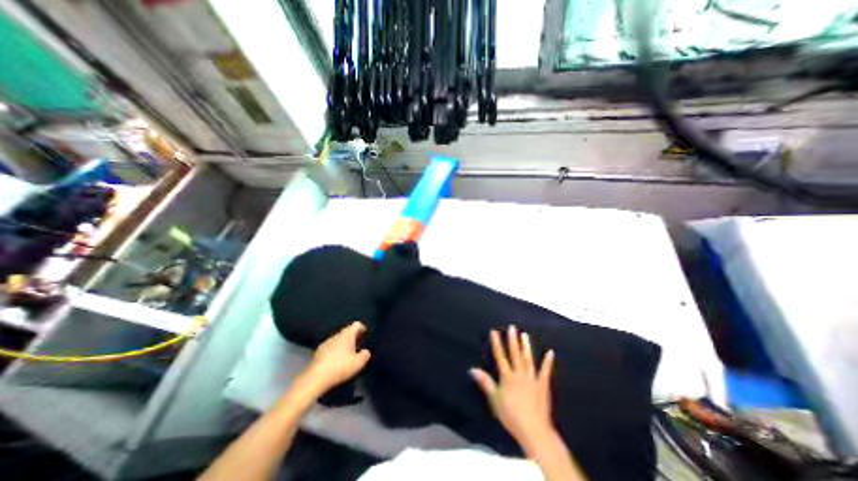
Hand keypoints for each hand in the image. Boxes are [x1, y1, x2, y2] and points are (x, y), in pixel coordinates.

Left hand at [298, 322, 369, 396]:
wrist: (315, 378)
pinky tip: (336, 362)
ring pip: (337, 340)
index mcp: (347, 334)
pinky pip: (330, 348)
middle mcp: (336, 335)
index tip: (365, 334)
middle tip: (358, 346)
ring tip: (347, 355)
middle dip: (352, 337)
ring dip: (343, 345)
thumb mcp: (359, 363)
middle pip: (346, 332)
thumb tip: (365, 352)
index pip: (356, 324)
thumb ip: (365, 355)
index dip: (362, 328)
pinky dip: (334, 352)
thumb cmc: (340, 366)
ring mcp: (325, 343)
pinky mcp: (317, 353)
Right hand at [469, 326, 557, 447]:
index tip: (494, 331)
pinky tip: (550, 352)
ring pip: (528, 359)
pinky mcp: (543, 385)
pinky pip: (545, 372)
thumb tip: (472, 369)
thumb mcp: (494, 399)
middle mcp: (519, 374)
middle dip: (512, 340)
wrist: (533, 429)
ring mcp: (532, 379)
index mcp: (507, 376)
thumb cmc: (510, 415)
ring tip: (524, 335)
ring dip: (526, 347)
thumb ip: (485, 382)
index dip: (496, 343)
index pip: (500, 356)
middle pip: (515, 354)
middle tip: (512, 327)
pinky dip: (548, 362)